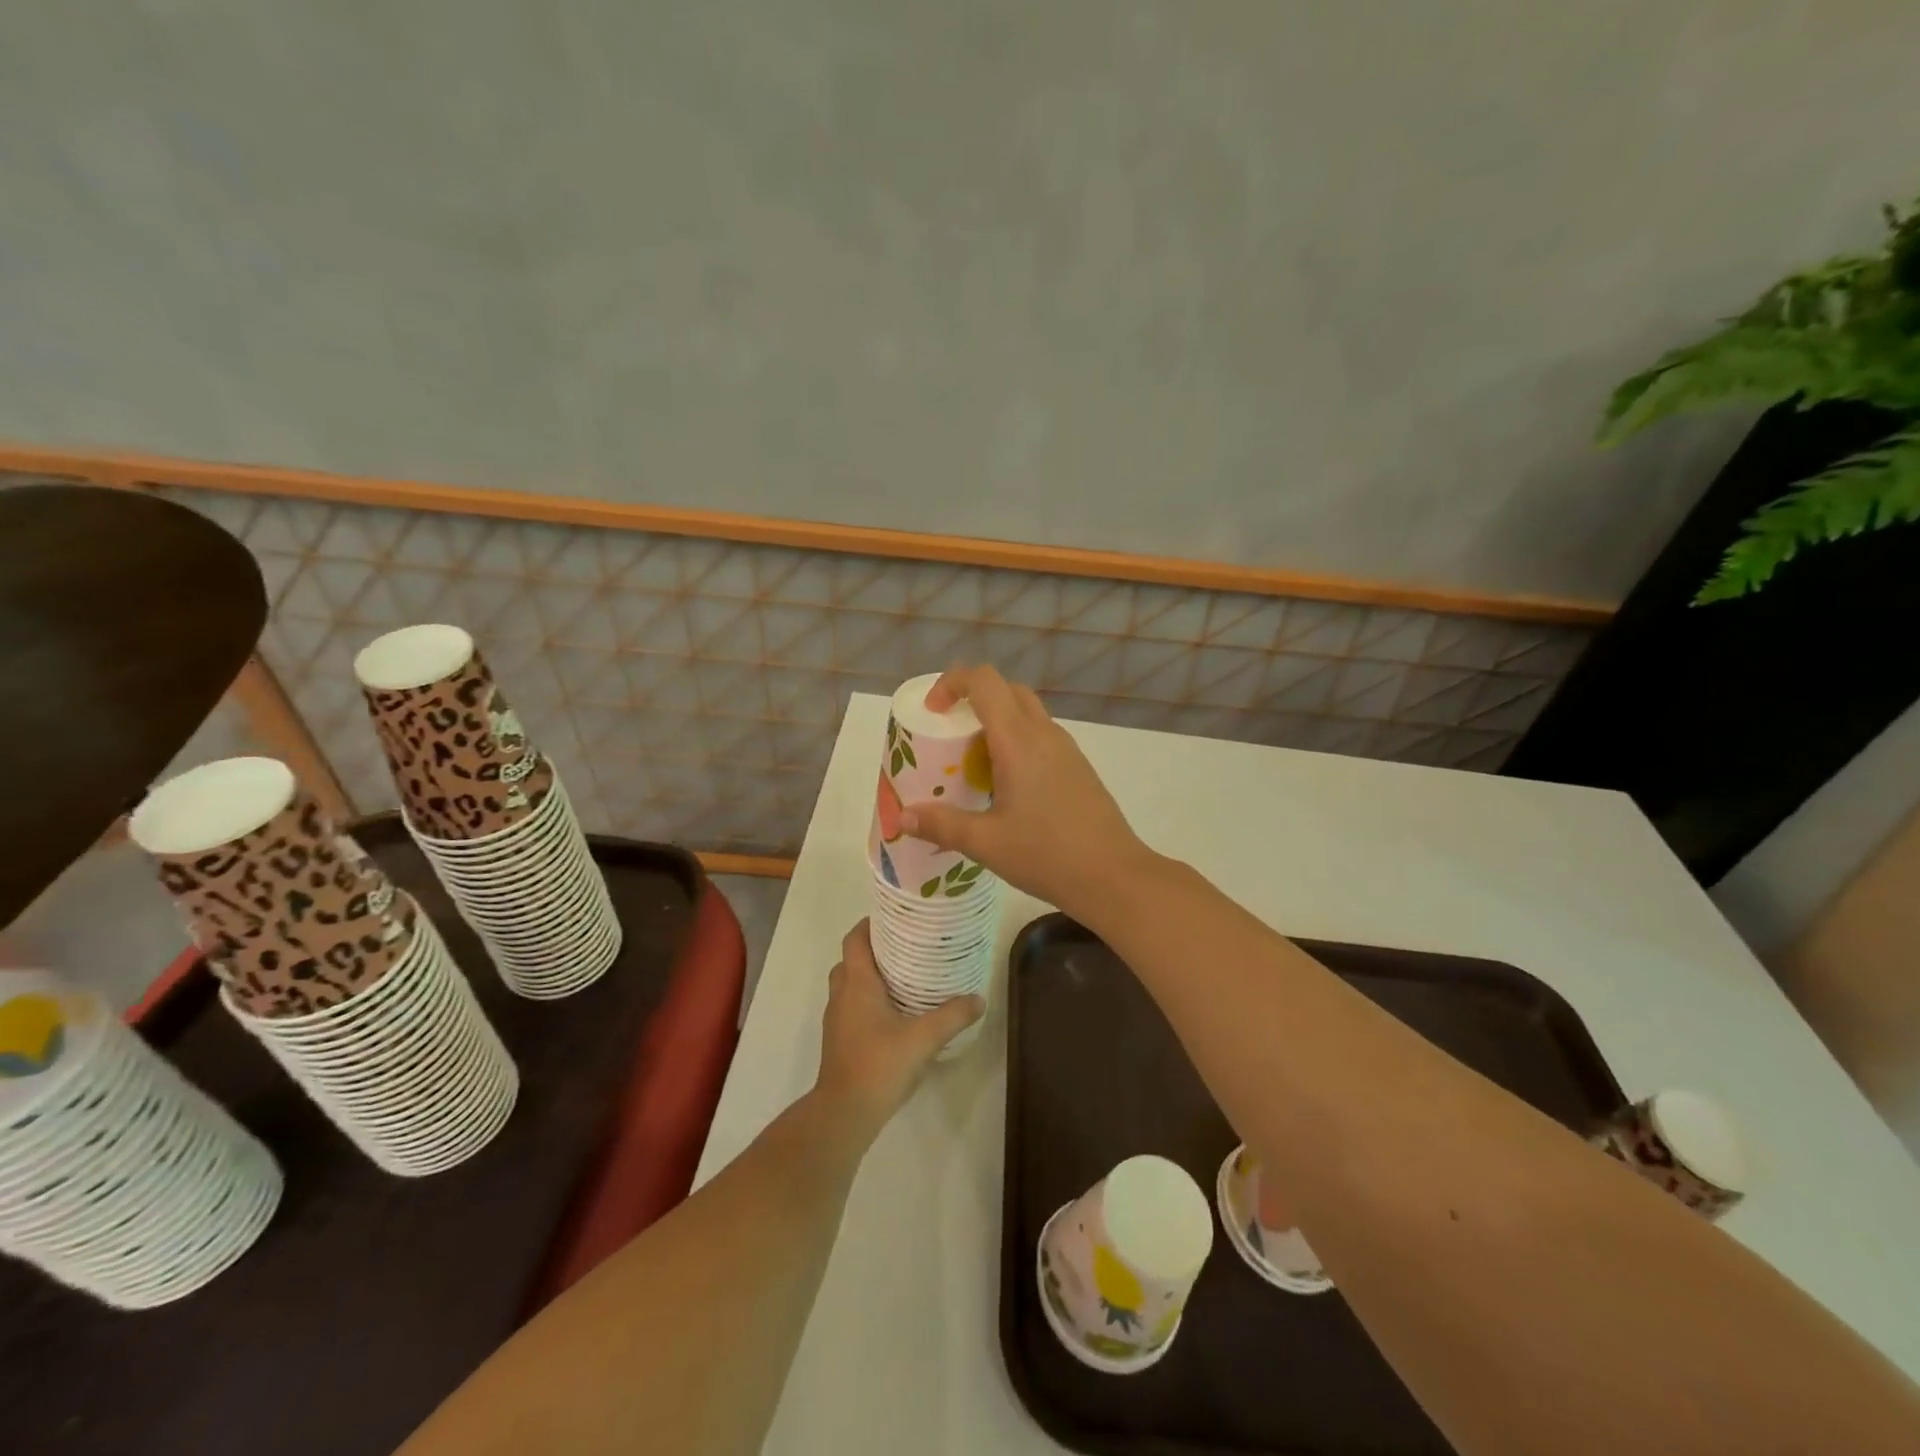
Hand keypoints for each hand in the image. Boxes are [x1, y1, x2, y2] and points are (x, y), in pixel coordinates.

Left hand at [814, 921, 982, 1138]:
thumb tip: (978, 998)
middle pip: (852, 959)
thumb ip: (952, 1015)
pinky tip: (896, 1012)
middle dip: (875, 949)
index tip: (897, 918)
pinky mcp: (840, 1040)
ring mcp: (837, 1019)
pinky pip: (852, 1006)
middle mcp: (842, 994)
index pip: (855, 938)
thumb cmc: (879, 1065)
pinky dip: (869, 999)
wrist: (844, 1113)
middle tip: (907, 946)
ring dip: (871, 976)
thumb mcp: (923, 1038)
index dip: (871, 924)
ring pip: (850, 984)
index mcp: (857, 983)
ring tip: (905, 976)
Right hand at [897, 664, 1156, 921]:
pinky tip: (1007, 786)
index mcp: (1019, 741)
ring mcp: (1067, 749)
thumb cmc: (1046, 855)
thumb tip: (904, 818)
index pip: (985, 681)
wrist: (1114, 876)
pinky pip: (1042, 737)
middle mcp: (1045, 734)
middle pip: (1008, 689)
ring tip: (974, 762)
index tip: (933, 711)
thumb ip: (942, 825)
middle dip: (974, 699)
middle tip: (951, 733)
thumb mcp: (986, 843)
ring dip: (997, 721)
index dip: (953, 683)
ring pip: (1028, 713)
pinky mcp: (1079, 768)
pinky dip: (1017, 742)